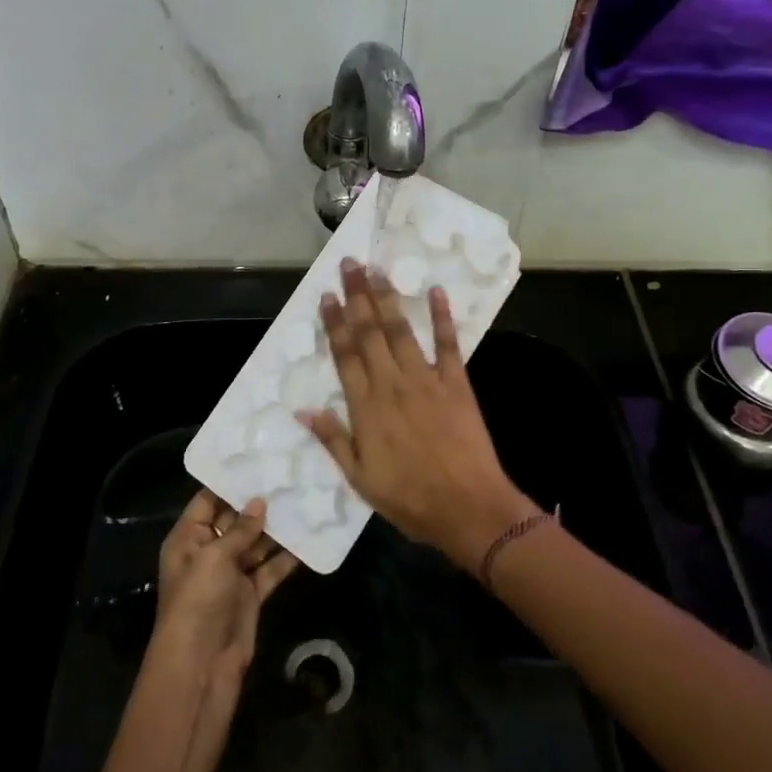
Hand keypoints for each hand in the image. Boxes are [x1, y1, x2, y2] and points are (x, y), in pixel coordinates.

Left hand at [148, 491, 297, 731]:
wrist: (201, 666)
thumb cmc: (198, 602)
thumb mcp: (214, 558)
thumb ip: (239, 529)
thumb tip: (259, 502)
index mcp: (188, 539)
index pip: (207, 500)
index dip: (229, 481)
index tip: (257, 458)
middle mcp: (208, 552)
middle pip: (235, 520)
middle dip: (259, 502)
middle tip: (289, 474)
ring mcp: (230, 574)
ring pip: (256, 543)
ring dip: (277, 527)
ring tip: (303, 498)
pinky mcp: (250, 595)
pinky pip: (270, 569)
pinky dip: (287, 557)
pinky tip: (309, 538)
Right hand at [297, 260, 538, 572]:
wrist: (468, 508)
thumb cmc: (409, 499)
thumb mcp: (360, 478)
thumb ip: (333, 439)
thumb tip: (303, 409)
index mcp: (366, 407)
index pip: (345, 355)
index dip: (335, 322)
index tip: (328, 294)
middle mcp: (392, 384)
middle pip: (370, 332)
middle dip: (358, 296)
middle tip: (350, 263)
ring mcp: (426, 380)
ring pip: (401, 331)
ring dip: (388, 298)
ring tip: (378, 270)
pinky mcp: (456, 383)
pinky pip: (448, 344)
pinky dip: (442, 317)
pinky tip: (436, 291)